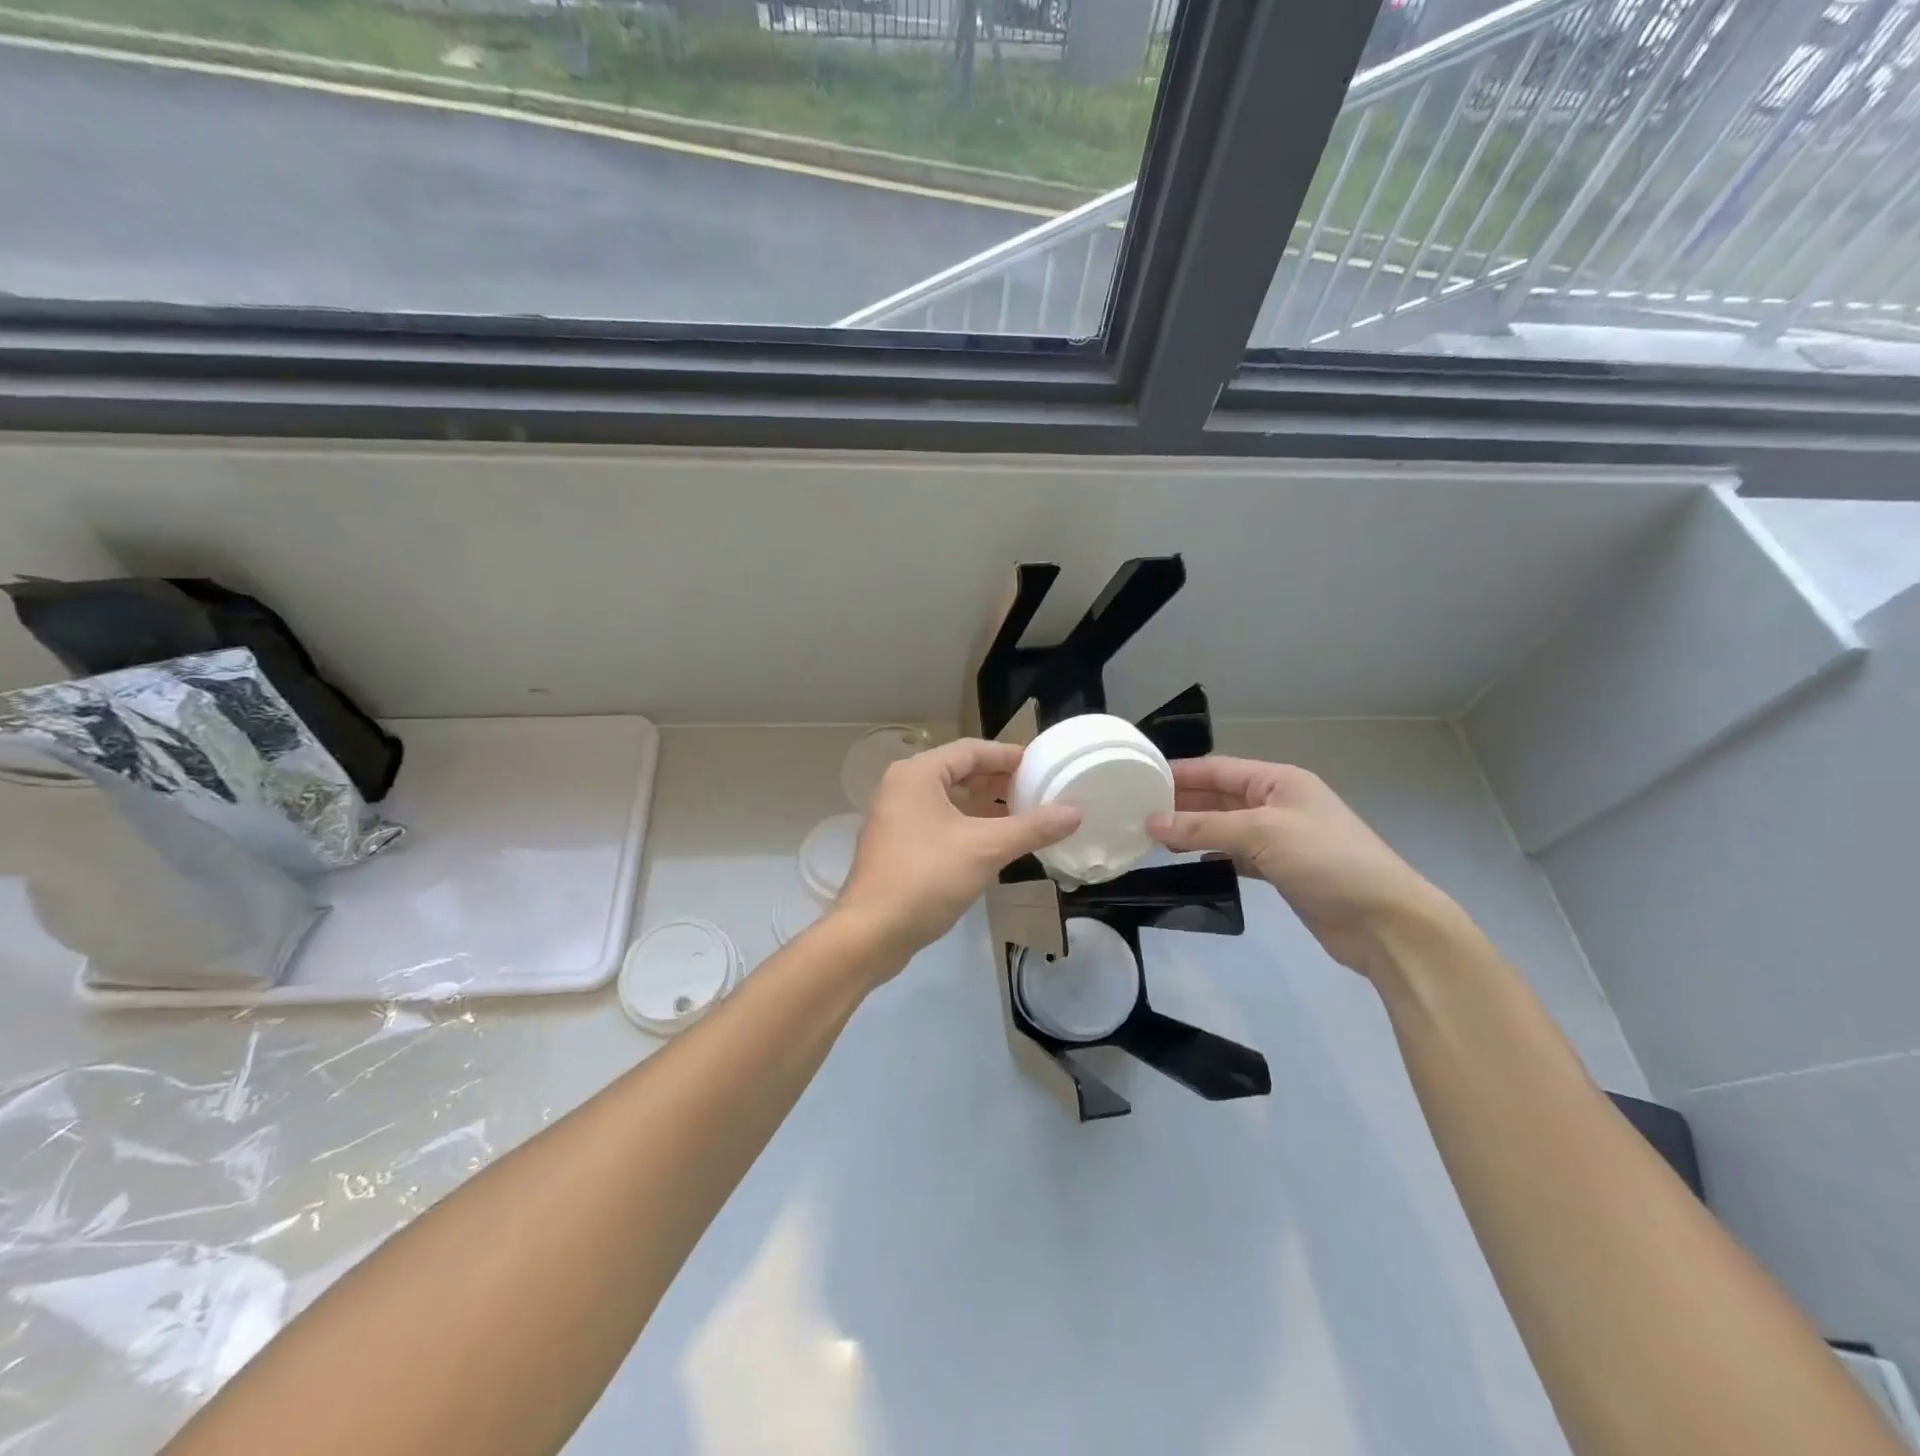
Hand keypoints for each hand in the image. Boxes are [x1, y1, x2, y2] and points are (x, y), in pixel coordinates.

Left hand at [834, 738, 1080, 972]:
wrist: (871, 932)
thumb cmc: (926, 878)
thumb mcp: (986, 849)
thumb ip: (1032, 827)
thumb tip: (1075, 812)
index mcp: (917, 774)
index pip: (970, 750)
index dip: (1008, 756)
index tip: (1041, 765)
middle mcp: (901, 787)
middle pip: (958, 771)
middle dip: (997, 781)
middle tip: (1035, 791)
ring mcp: (894, 817)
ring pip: (948, 799)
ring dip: (983, 805)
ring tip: (1020, 816)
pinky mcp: (895, 845)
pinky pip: (937, 822)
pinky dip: (965, 825)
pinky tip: (991, 844)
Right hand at [1149, 757, 1459, 979]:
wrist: (1384, 922)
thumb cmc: (1327, 861)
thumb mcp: (1262, 833)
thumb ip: (1204, 827)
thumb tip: (1151, 823)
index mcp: (1279, 781)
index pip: (1219, 769)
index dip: (1180, 773)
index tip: (1139, 777)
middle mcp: (1278, 803)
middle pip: (1219, 797)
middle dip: (1181, 802)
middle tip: (1135, 811)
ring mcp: (1279, 838)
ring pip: (1224, 827)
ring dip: (1191, 830)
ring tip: (1149, 836)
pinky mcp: (1280, 870)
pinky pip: (1234, 854)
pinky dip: (1209, 854)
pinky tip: (1184, 860)